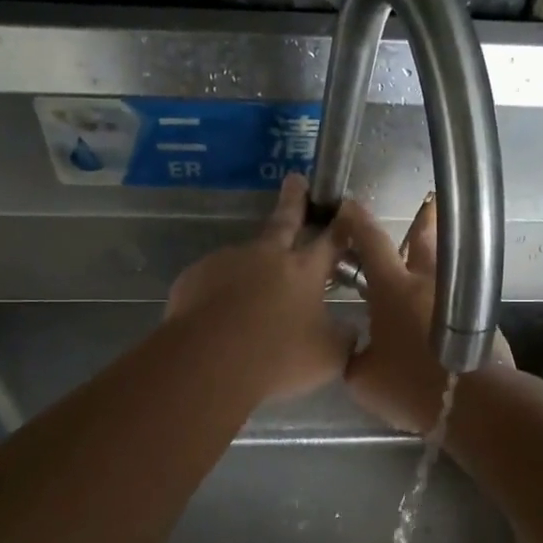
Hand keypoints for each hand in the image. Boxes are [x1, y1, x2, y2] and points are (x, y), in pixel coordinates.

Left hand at [166, 173, 351, 402]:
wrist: (209, 362)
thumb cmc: (278, 357)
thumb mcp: (328, 356)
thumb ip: (343, 338)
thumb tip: (348, 330)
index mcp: (304, 270)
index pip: (330, 240)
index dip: (341, 225)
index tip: (346, 208)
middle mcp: (266, 256)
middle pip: (283, 221)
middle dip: (293, 200)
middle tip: (294, 180)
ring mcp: (227, 261)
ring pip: (245, 258)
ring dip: (251, 268)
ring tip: (248, 301)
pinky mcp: (194, 276)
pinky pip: (213, 281)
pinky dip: (220, 292)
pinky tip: (219, 317)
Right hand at [334, 195, 513, 433]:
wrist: (473, 403)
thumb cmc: (411, 385)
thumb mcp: (364, 378)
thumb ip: (355, 357)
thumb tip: (359, 351)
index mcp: (394, 288)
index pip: (372, 241)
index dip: (356, 221)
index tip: (346, 207)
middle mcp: (427, 284)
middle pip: (425, 239)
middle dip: (422, 219)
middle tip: (426, 202)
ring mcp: (458, 300)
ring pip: (446, 267)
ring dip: (436, 258)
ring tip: (430, 258)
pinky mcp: (480, 320)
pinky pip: (457, 299)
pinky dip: (446, 297)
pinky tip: (437, 314)